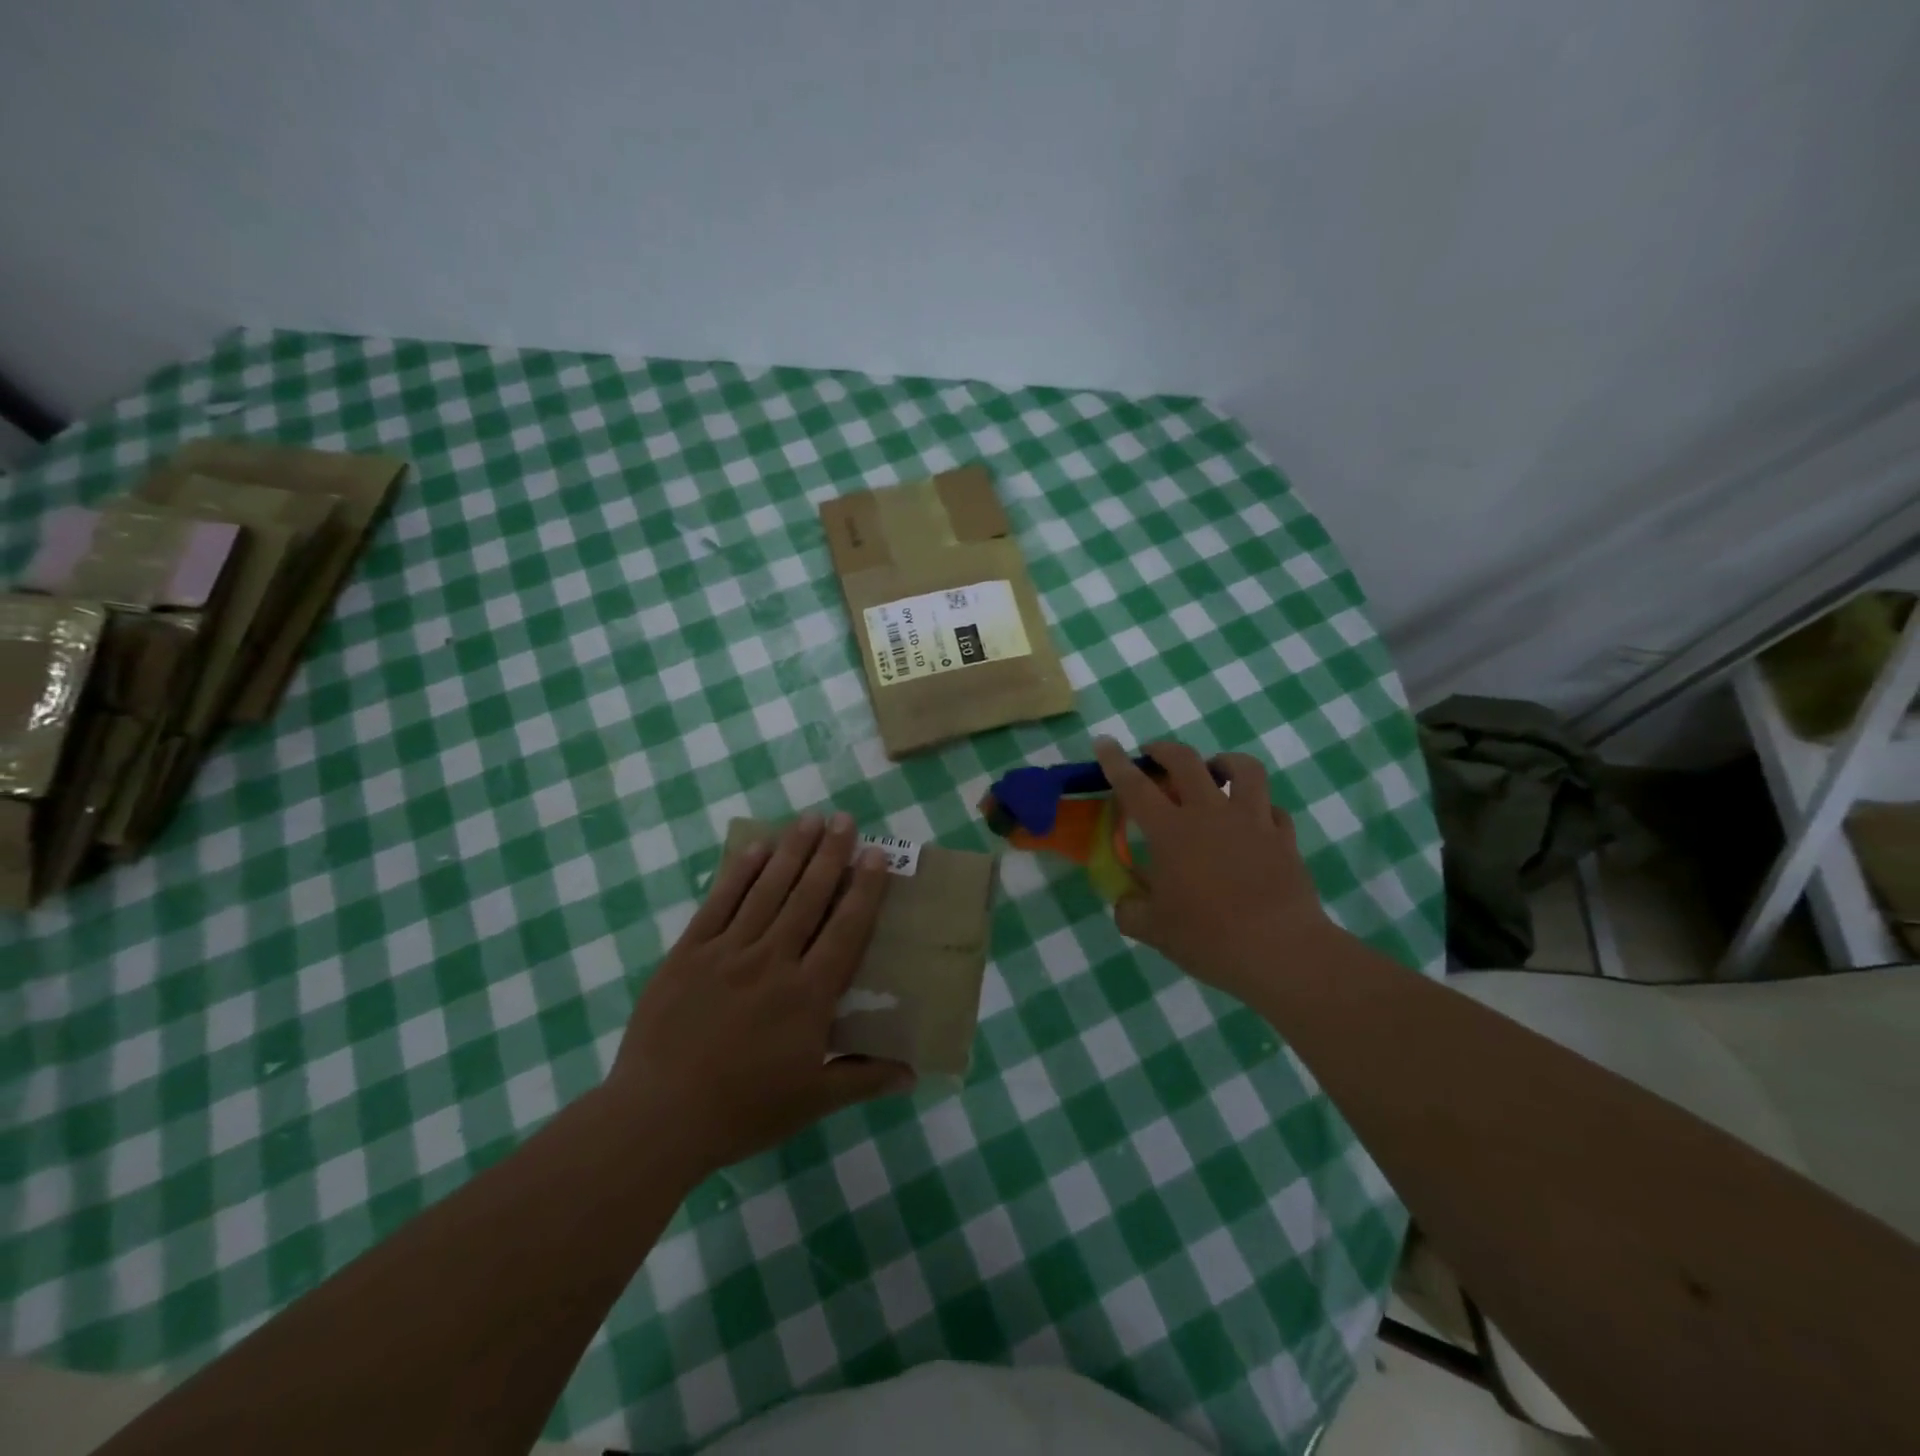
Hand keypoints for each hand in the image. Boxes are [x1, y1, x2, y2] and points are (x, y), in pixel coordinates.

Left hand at [607, 813, 914, 1181]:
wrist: (657, 1118)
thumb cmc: (743, 1110)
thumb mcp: (812, 1100)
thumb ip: (864, 1079)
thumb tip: (914, 1075)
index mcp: (809, 993)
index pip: (846, 929)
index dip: (864, 889)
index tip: (876, 854)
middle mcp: (773, 960)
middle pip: (808, 896)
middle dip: (830, 854)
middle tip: (845, 819)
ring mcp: (728, 951)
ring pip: (767, 890)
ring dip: (792, 851)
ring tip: (810, 819)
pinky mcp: (689, 953)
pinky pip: (719, 903)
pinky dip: (739, 873)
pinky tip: (755, 848)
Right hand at [1093, 737, 1335, 1002]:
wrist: (1279, 950)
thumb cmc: (1208, 937)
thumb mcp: (1154, 930)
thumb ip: (1131, 910)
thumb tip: (1125, 903)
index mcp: (1171, 831)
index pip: (1135, 786)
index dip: (1115, 761)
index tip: (1104, 742)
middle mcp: (1210, 814)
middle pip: (1187, 761)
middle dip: (1165, 750)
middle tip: (1154, 754)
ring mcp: (1252, 821)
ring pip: (1243, 769)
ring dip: (1224, 762)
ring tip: (1215, 771)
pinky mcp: (1283, 838)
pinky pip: (1272, 809)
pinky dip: (1259, 807)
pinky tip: (1253, 821)